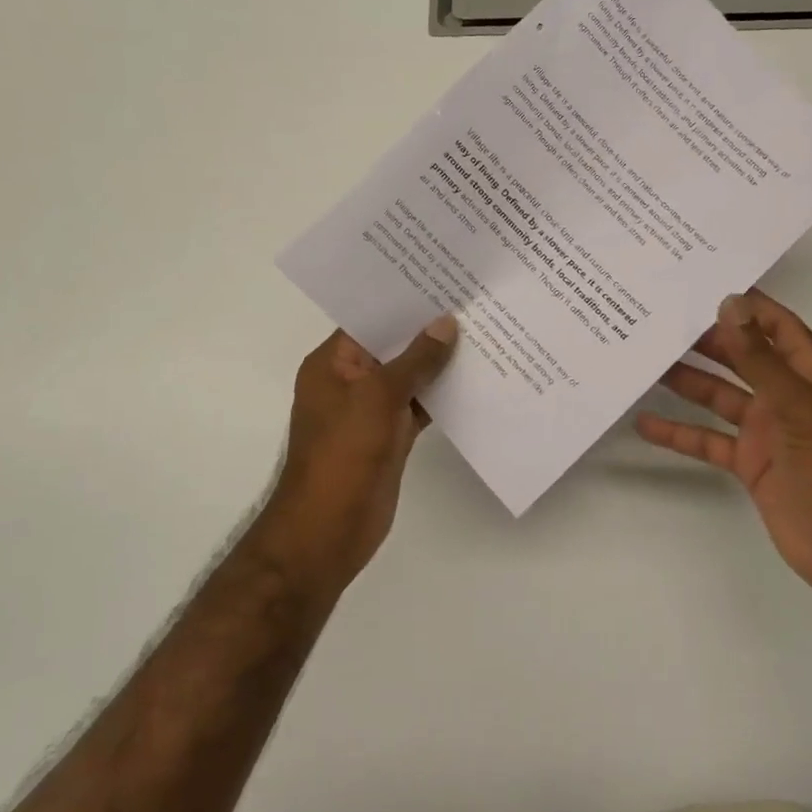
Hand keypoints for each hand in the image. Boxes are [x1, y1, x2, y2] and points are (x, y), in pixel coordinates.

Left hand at [256, 317, 457, 593]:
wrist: (327, 533)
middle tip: (473, 299)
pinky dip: (442, 395)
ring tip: (484, 330)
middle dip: (429, 329)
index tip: (443, 278)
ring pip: (410, 377)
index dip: (404, 300)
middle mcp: (351, 381)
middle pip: (393, 346)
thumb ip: (415, 360)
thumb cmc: (343, 455)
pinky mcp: (391, 436)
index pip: (370, 319)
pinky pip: (420, 405)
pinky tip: (476, 378)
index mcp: (333, 364)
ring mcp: (372, 411)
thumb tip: (446, 322)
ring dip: (440, 362)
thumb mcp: (378, 398)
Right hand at [636, 291, 811, 611]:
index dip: (748, 306)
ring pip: (720, 397)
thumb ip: (760, 359)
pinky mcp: (750, 464)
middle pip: (742, 359)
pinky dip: (680, 433)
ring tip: (646, 361)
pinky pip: (709, 440)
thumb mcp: (798, 407)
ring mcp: (767, 432)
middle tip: (661, 320)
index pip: (778, 327)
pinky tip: (646, 424)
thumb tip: (729, 305)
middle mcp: (787, 397)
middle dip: (706, 340)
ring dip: (687, 381)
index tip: (705, 285)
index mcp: (811, 376)